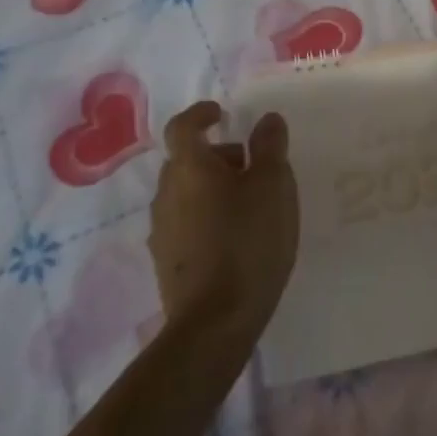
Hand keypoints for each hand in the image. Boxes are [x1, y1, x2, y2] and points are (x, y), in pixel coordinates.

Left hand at [150, 101, 298, 340]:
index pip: (183, 127)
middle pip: (186, 161)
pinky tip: (234, 238)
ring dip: (211, 188)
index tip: (221, 113)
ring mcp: (162, 231)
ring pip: (185, 193)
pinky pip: (185, 223)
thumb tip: (266, 119)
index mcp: (190, 168)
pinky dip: (206, 217)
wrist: (215, 322)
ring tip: (248, 205)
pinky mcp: (167, 262)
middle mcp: (167, 193)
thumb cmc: (248, 241)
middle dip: (215, 155)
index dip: (200, 114)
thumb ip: (270, 146)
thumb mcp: (274, 185)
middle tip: (250, 165)